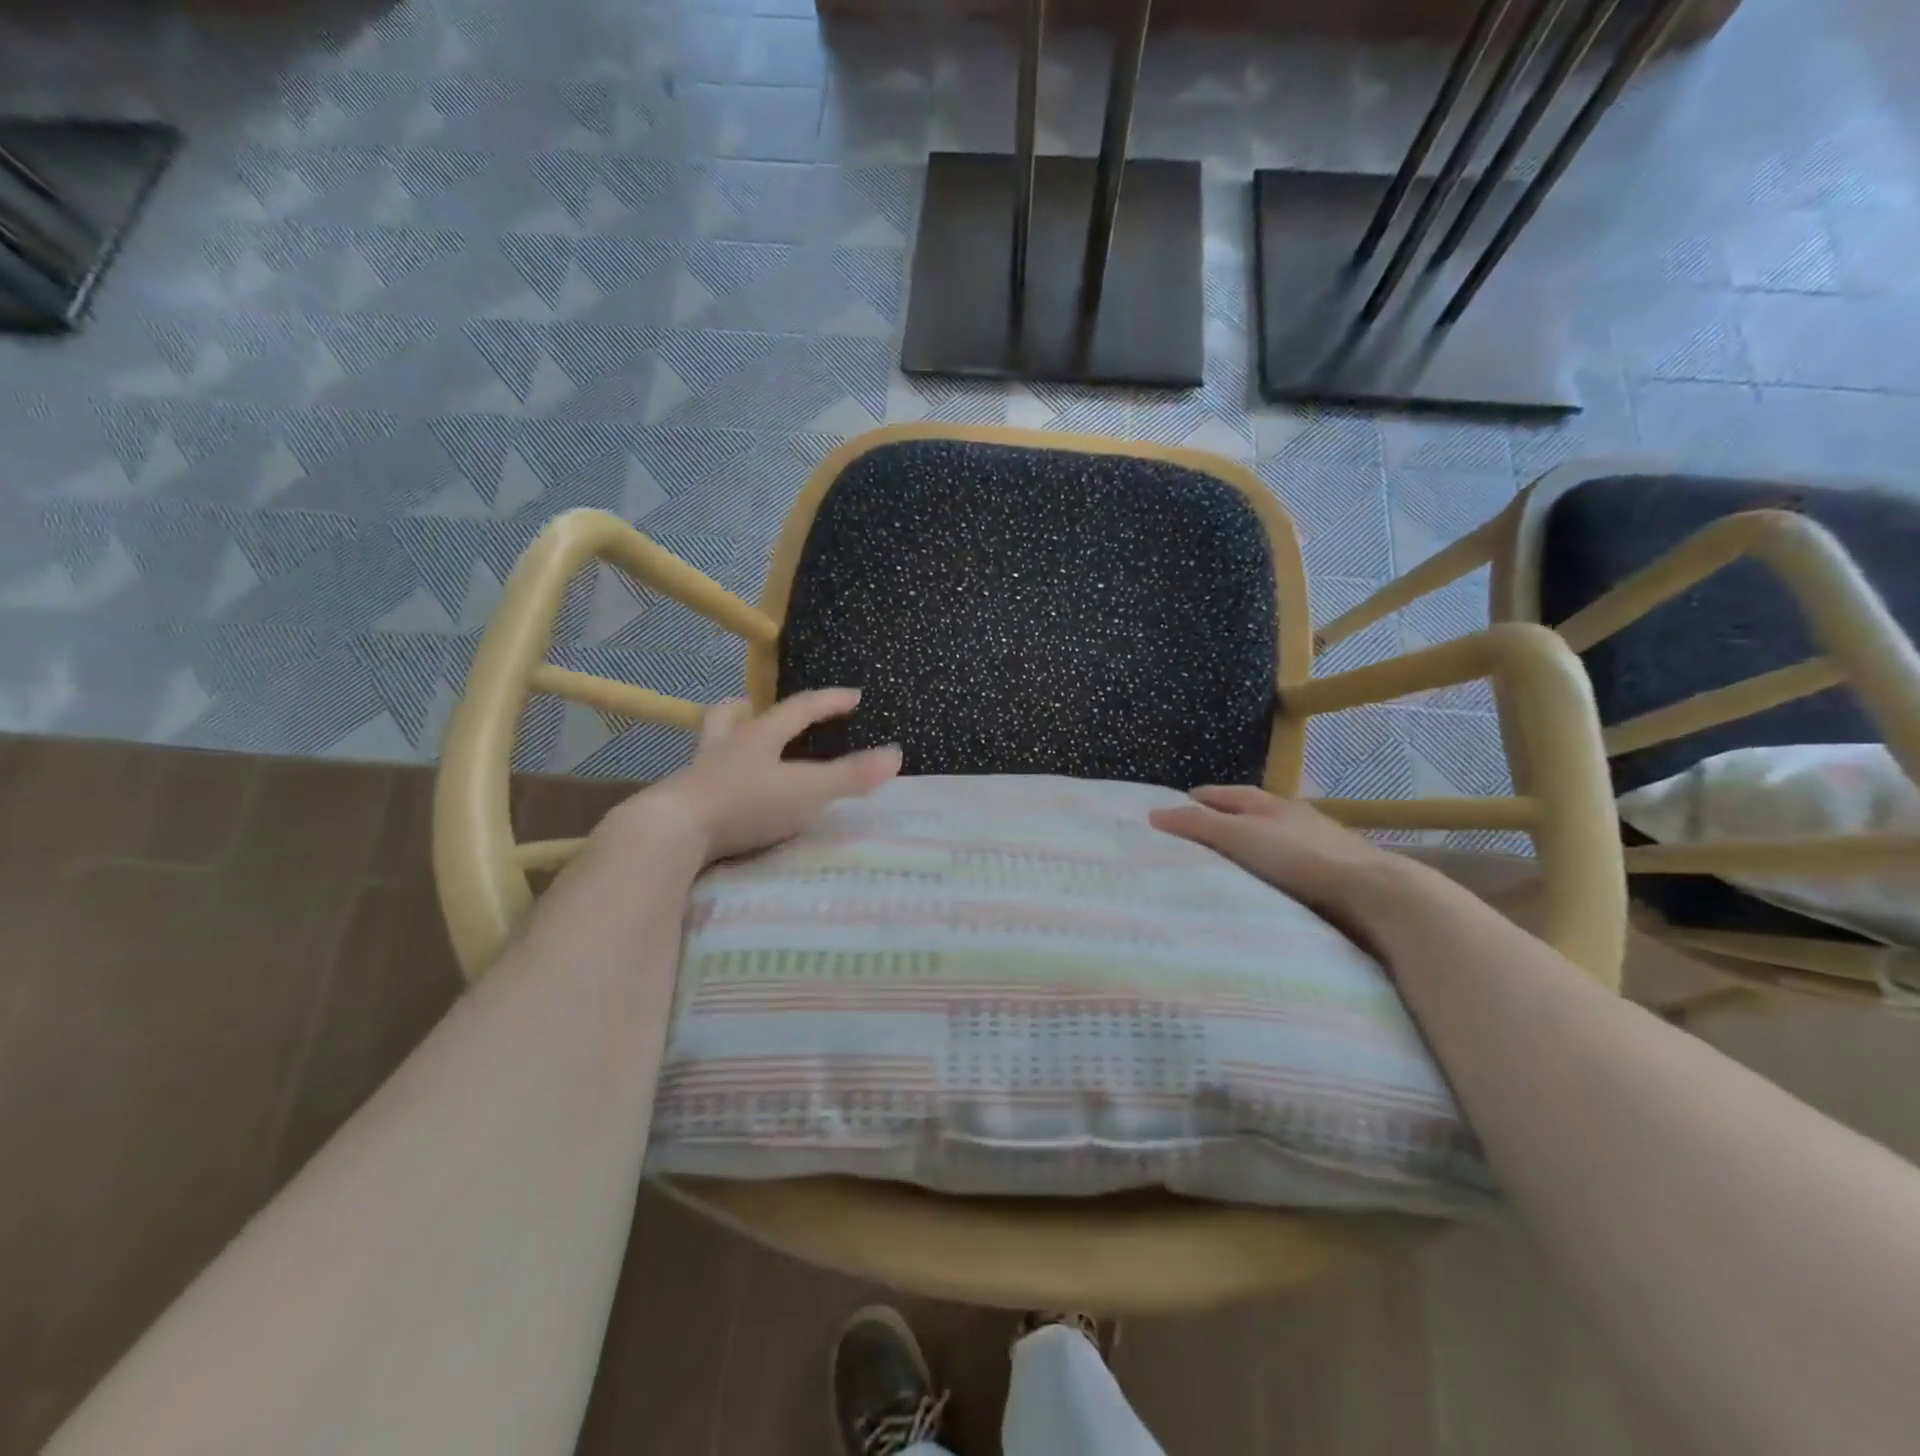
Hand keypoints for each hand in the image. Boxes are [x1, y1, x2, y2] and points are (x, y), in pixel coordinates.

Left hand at [607, 689, 901, 865]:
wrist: (672, 833)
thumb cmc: (746, 805)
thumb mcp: (808, 791)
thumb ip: (851, 776)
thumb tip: (896, 754)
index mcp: (759, 736)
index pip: (799, 708)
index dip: (828, 701)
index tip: (853, 696)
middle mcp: (725, 747)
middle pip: (732, 715)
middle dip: (750, 708)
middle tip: (758, 708)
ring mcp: (697, 774)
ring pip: (709, 744)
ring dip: (726, 739)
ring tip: (738, 748)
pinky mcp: (680, 803)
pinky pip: (699, 781)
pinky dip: (713, 780)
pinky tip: (720, 797)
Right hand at [1149, 786, 1437, 938]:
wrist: (1371, 892)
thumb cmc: (1298, 857)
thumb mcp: (1239, 836)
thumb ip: (1197, 825)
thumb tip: (1152, 814)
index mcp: (1268, 803)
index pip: (1223, 794)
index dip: (1197, 800)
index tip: (1171, 812)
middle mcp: (1291, 818)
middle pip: (1246, 815)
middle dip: (1219, 823)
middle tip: (1189, 841)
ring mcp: (1314, 845)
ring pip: (1268, 842)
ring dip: (1245, 850)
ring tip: (1219, 868)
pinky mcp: (1328, 876)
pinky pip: (1285, 869)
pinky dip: (1266, 874)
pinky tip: (1259, 889)